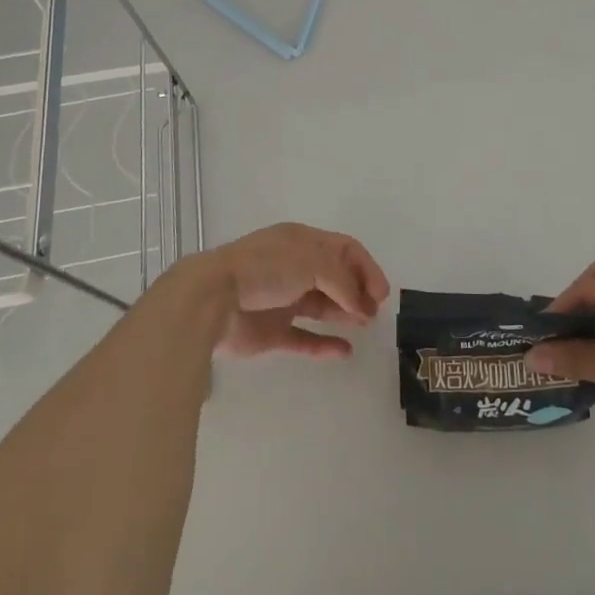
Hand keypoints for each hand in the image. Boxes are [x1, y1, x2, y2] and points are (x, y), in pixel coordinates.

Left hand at [191, 223, 390, 360]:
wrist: (214, 299)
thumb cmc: (265, 269)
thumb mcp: (312, 261)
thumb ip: (342, 281)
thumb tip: (362, 305)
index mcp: (301, 242)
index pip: (343, 249)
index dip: (366, 268)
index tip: (381, 293)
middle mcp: (293, 268)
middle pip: (335, 277)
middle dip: (357, 291)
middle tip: (374, 312)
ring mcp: (282, 300)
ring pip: (321, 306)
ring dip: (344, 313)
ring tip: (365, 325)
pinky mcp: (271, 332)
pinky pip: (303, 338)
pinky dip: (323, 345)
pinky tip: (344, 352)